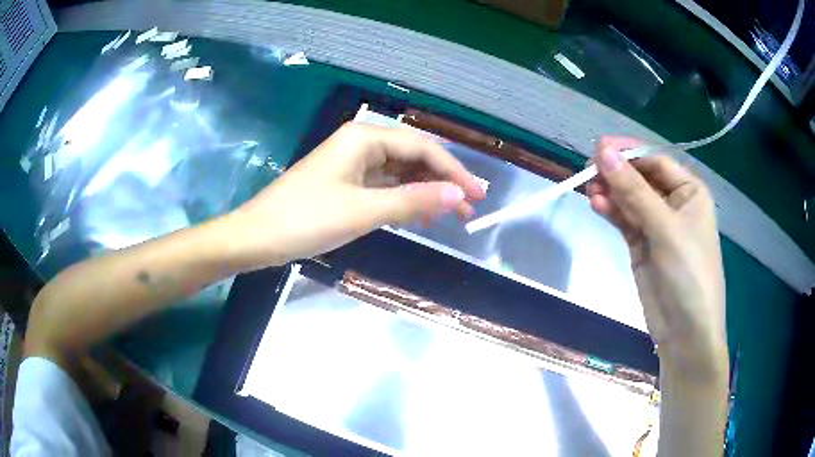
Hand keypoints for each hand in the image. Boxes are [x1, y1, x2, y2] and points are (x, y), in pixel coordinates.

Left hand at [226, 123, 484, 268]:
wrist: (257, 236)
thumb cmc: (306, 220)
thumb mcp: (364, 211)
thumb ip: (412, 201)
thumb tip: (457, 195)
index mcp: (364, 138)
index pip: (422, 148)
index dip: (453, 171)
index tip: (477, 196)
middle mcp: (360, 143)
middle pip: (413, 157)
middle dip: (442, 181)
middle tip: (468, 210)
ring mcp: (351, 164)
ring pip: (399, 172)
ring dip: (424, 191)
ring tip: (450, 216)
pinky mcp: (344, 183)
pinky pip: (383, 186)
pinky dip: (403, 199)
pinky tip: (418, 214)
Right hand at [588, 136, 726, 379]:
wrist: (685, 331)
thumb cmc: (688, 272)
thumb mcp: (665, 228)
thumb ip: (634, 191)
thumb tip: (602, 151)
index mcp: (689, 191)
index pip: (655, 161)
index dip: (629, 152)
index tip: (599, 147)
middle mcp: (673, 203)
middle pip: (640, 178)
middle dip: (617, 173)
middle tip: (588, 171)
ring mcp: (656, 225)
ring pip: (629, 199)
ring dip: (611, 192)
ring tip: (589, 190)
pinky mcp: (641, 245)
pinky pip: (624, 220)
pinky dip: (611, 211)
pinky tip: (597, 205)